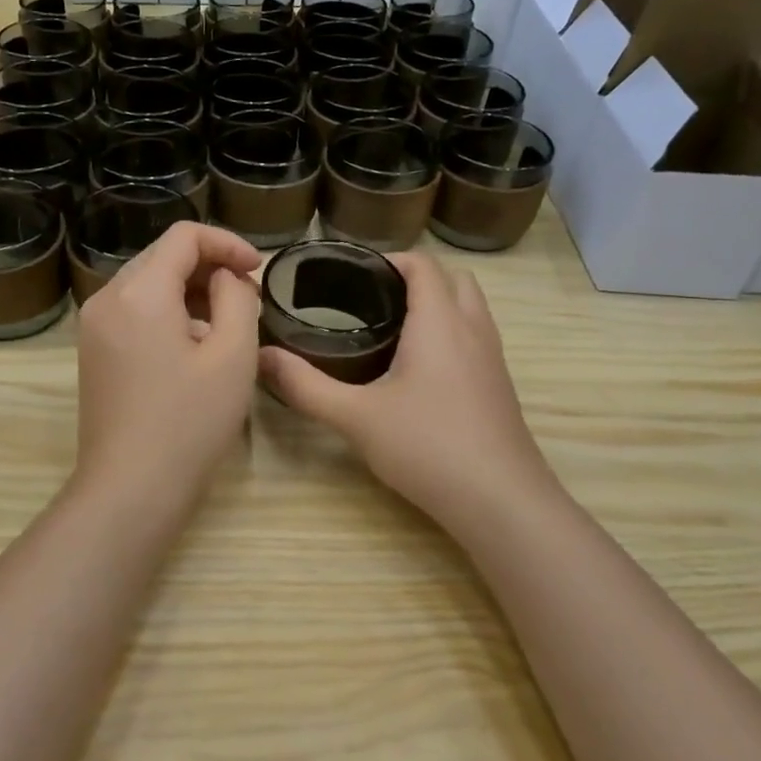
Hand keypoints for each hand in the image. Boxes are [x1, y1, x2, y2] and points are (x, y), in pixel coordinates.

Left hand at [74, 221, 261, 503]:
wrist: (131, 488)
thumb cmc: (189, 422)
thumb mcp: (232, 355)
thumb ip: (236, 299)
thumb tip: (226, 278)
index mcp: (139, 291)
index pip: (184, 236)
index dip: (227, 243)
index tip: (258, 270)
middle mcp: (107, 299)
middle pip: (162, 257)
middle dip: (209, 267)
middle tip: (247, 297)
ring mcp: (94, 328)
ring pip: (147, 286)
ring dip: (189, 292)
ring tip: (226, 324)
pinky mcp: (93, 354)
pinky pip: (133, 314)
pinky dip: (167, 314)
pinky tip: (193, 348)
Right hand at [258, 252, 558, 533]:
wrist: (499, 500)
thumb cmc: (427, 446)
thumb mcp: (355, 417)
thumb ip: (306, 386)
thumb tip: (261, 357)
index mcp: (440, 321)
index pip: (422, 264)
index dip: (388, 260)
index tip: (351, 275)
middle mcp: (473, 329)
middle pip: (453, 279)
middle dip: (415, 279)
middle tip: (371, 301)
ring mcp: (493, 359)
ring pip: (469, 309)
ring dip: (437, 305)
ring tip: (391, 331)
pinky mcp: (499, 386)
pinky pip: (475, 339)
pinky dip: (450, 335)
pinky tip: (418, 373)